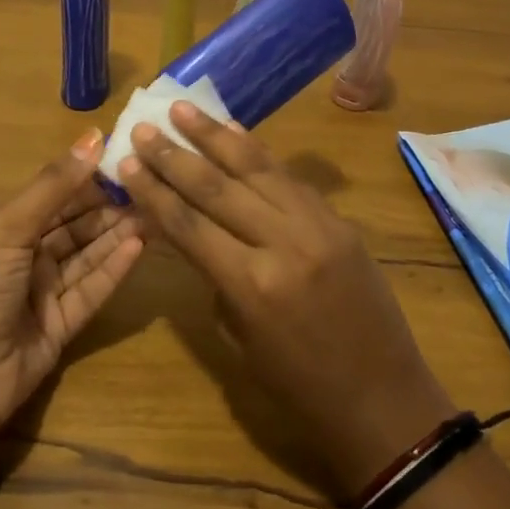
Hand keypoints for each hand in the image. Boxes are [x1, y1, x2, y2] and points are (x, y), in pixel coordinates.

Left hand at [0, 130, 143, 432]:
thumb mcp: (8, 229)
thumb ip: (54, 186)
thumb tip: (95, 136)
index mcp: (5, 230)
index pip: (55, 196)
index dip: (89, 178)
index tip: (127, 157)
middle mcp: (26, 258)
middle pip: (76, 226)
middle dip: (110, 207)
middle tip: (152, 186)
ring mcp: (44, 294)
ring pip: (88, 256)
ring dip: (117, 234)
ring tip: (156, 212)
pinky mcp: (62, 327)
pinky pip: (92, 291)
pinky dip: (114, 269)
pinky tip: (138, 246)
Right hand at [118, 104, 454, 499]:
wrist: (384, 399)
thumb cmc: (300, 389)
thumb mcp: (241, 340)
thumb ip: (215, 279)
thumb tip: (195, 231)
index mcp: (251, 285)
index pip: (188, 224)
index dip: (153, 191)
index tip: (125, 160)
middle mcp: (284, 243)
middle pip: (217, 187)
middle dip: (175, 155)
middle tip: (143, 127)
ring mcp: (319, 225)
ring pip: (257, 168)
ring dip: (215, 136)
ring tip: (183, 109)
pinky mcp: (340, 220)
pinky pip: (290, 178)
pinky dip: (259, 154)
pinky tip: (235, 135)